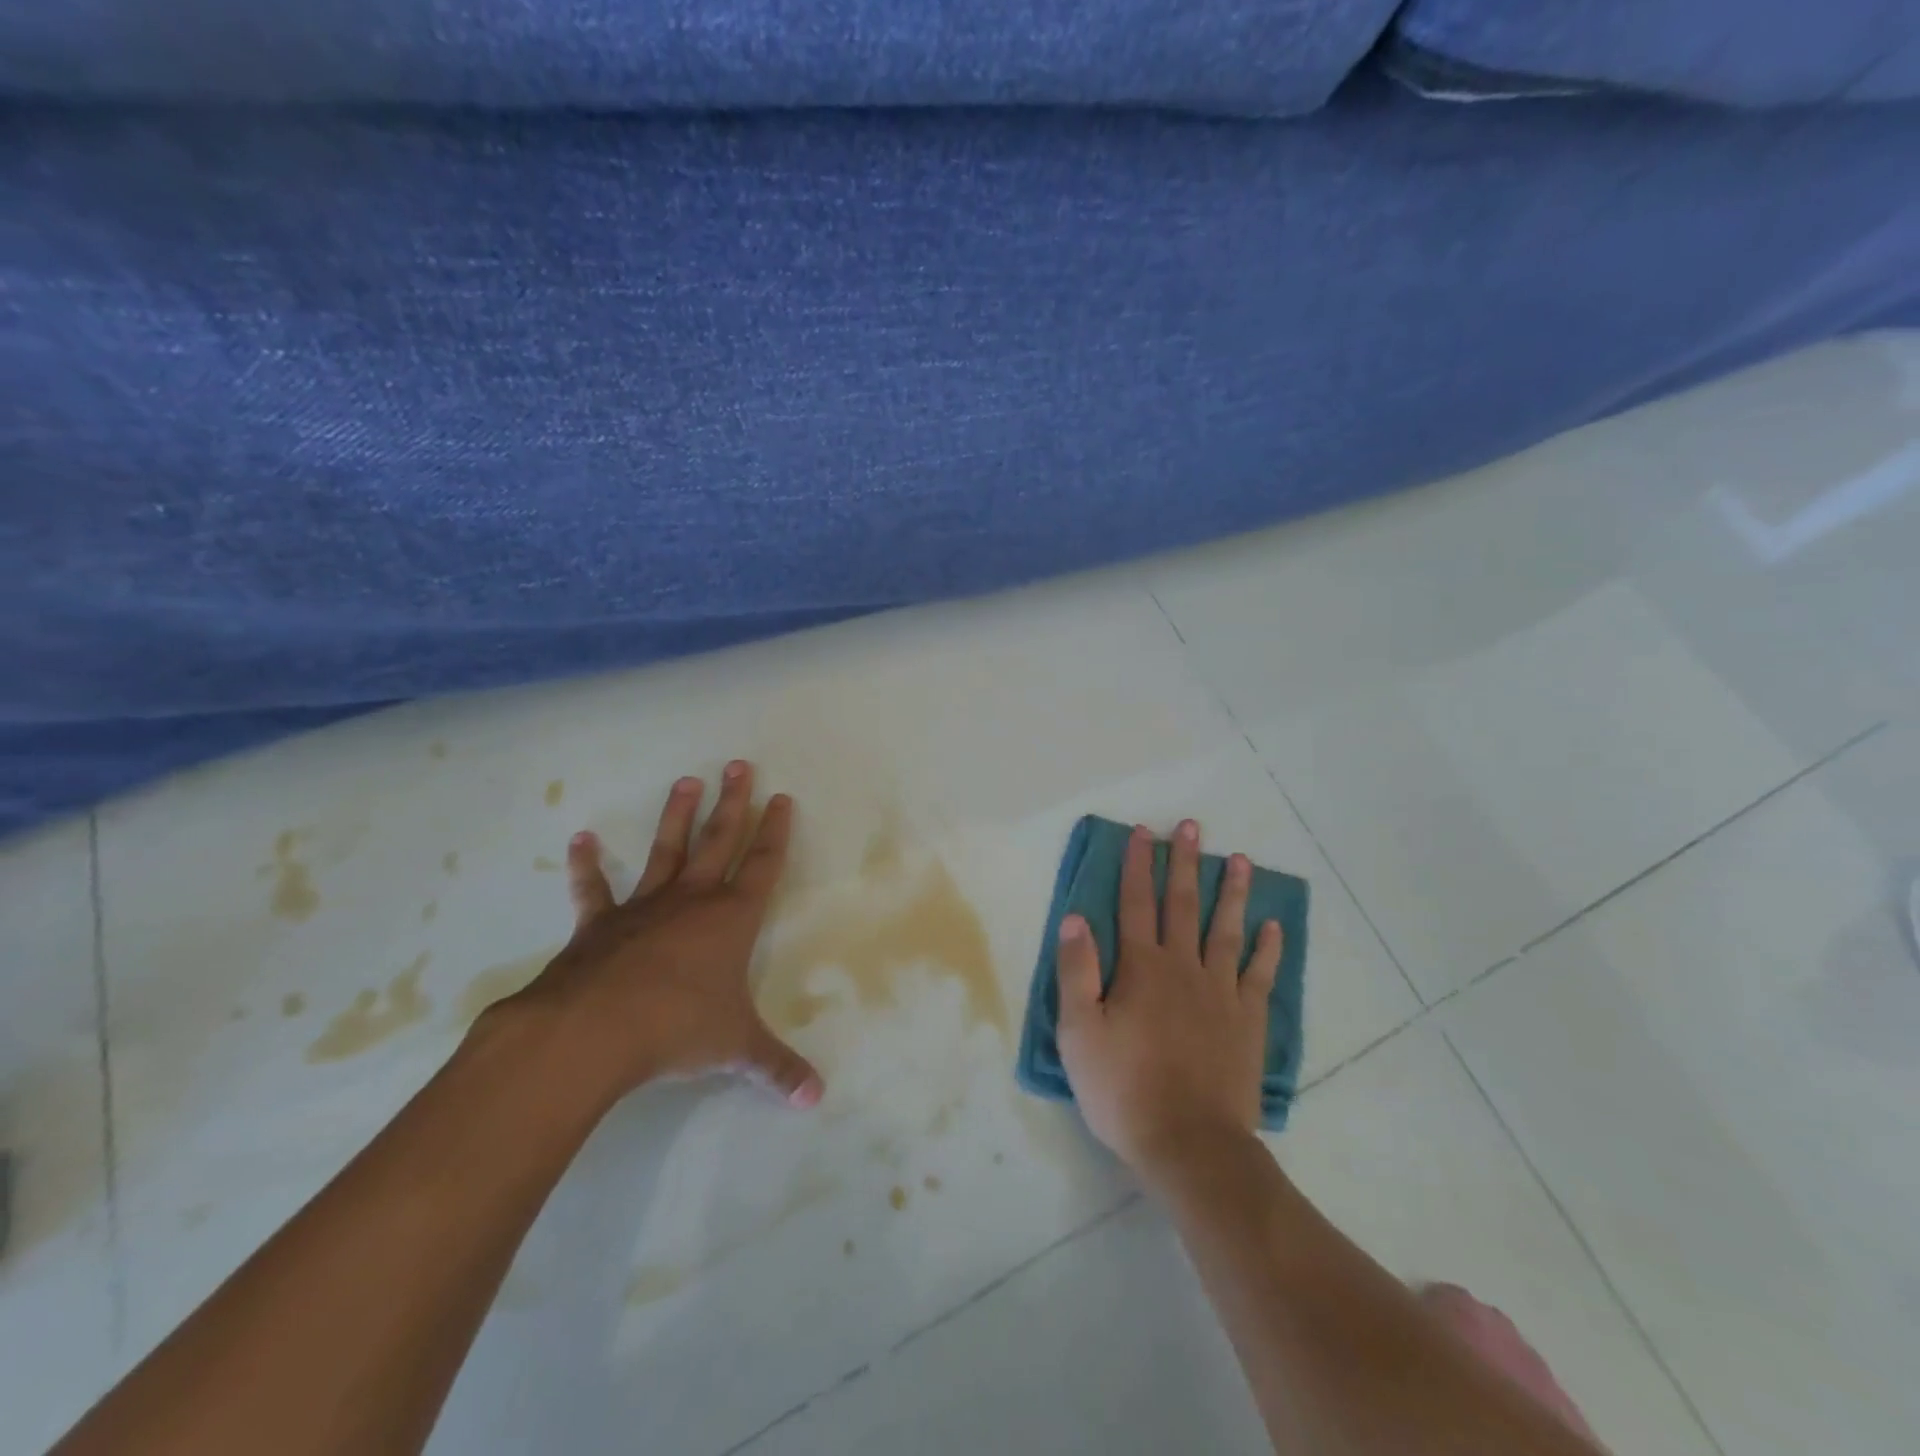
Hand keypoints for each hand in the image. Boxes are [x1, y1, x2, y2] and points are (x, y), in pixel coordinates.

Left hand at [485, 760, 823, 1110]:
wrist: (593, 1032)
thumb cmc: (678, 1028)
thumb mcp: (736, 1048)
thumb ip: (775, 1068)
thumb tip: (815, 1098)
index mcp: (732, 918)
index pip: (764, 864)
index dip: (776, 831)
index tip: (782, 797)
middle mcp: (692, 900)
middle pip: (720, 840)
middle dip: (733, 802)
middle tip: (739, 764)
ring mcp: (644, 907)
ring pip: (667, 850)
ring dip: (677, 816)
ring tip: (687, 780)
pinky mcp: (599, 924)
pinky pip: (593, 889)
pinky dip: (586, 866)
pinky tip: (579, 839)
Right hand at [1056, 820, 1281, 1175]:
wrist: (1190, 1144)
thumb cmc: (1124, 1089)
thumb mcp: (1079, 1033)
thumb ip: (1077, 972)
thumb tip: (1076, 918)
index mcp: (1141, 968)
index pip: (1135, 903)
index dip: (1137, 865)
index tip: (1142, 832)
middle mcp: (1183, 967)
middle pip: (1183, 905)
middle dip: (1183, 863)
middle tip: (1191, 826)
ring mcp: (1221, 993)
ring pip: (1226, 930)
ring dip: (1231, 892)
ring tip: (1238, 859)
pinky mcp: (1247, 1021)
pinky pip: (1260, 975)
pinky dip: (1267, 949)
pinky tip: (1273, 926)